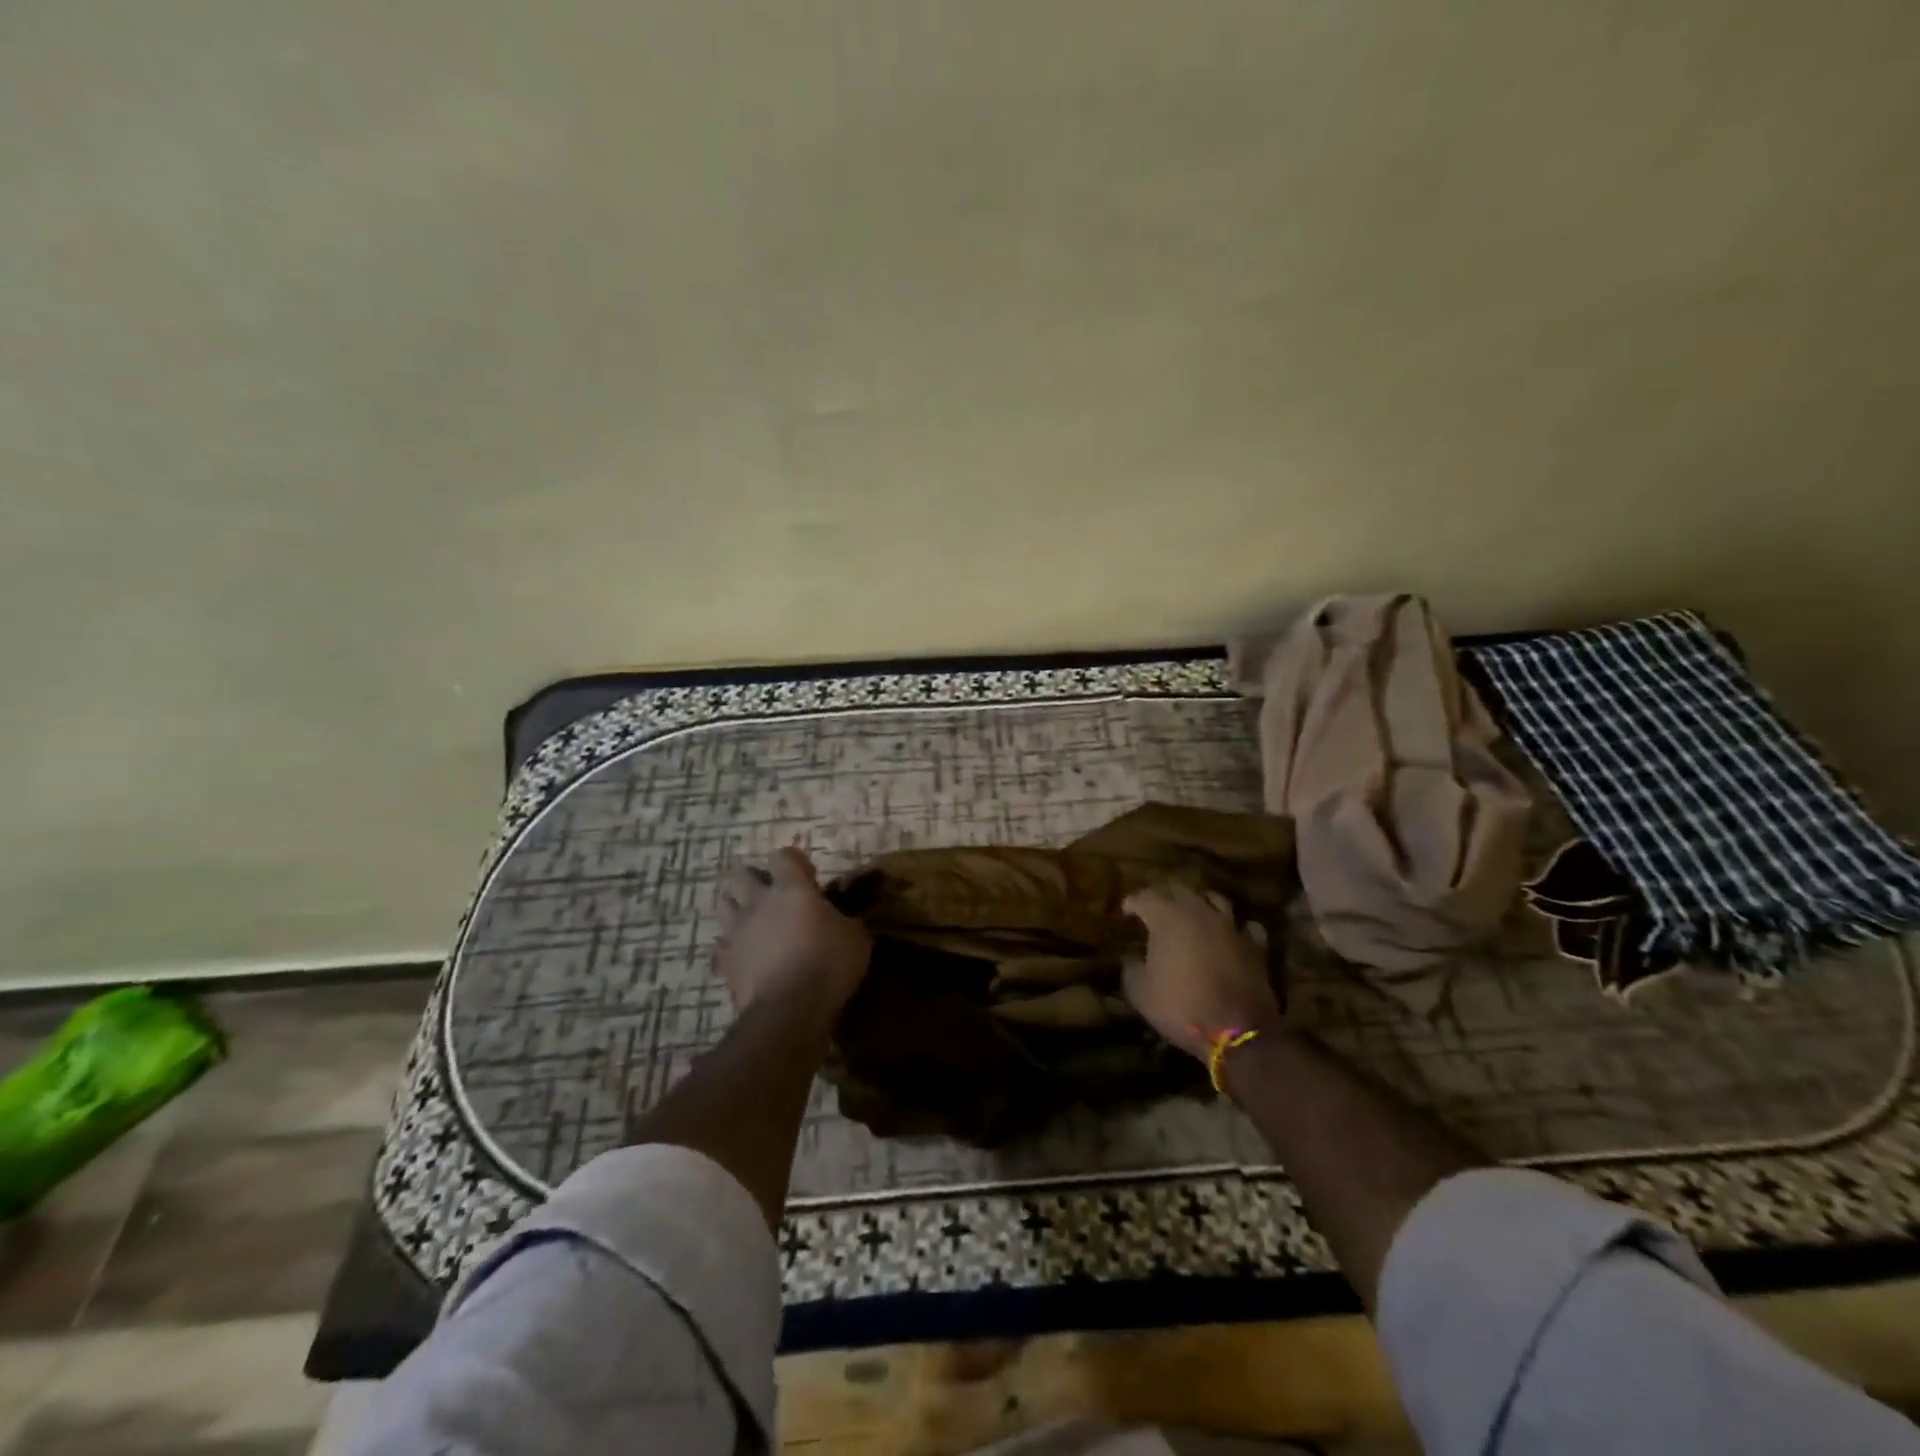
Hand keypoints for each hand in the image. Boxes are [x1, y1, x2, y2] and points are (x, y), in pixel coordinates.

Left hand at [714, 849, 870, 1031]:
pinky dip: (730, 947)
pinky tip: (744, 955)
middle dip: (753, 879)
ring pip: (722, 904)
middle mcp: (758, 902)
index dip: (793, 861)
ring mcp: (737, 931)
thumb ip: (844, 919)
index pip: (782, 856)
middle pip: (740, 874)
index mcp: (792, 888)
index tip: (807, 876)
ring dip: (736, 907)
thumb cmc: (829, 964)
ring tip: (752, 919)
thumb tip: (842, 918)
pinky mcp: (725, 961)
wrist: (789, 1010)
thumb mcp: (856, 937)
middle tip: (770, 893)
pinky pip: (721, 946)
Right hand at [1121, 883, 1280, 1059]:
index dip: (1132, 902)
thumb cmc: (1181, 1006)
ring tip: (1192, 911)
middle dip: (1164, 894)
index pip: (1144, 897)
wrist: (1237, 1029)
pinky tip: (1231, 933)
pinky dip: (1236, 926)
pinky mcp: (1254, 945)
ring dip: (1200, 902)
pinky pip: (1245, 925)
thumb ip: (1131, 969)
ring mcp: (1230, 926)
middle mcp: (1199, 912)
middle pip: (1179, 889)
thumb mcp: (1141, 993)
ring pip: (1214, 899)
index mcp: (1167, 917)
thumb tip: (1130, 959)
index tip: (1126, 910)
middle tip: (1155, 905)